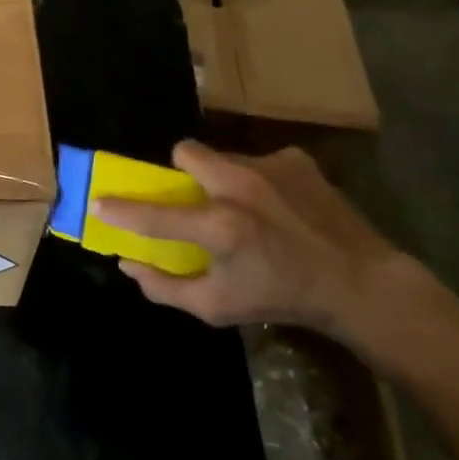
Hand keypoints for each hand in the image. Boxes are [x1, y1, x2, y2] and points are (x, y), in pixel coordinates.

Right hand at [94, 141, 411, 340]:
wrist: (360, 282)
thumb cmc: (282, 298)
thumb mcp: (218, 308)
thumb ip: (165, 287)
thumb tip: (128, 264)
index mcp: (219, 227)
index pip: (153, 214)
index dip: (119, 208)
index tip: (98, 202)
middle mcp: (239, 186)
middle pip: (184, 152)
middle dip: (181, 172)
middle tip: (196, 199)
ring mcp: (269, 167)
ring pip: (222, 156)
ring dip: (222, 178)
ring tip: (247, 208)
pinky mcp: (295, 159)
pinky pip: (257, 160)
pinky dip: (258, 179)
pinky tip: (279, 206)